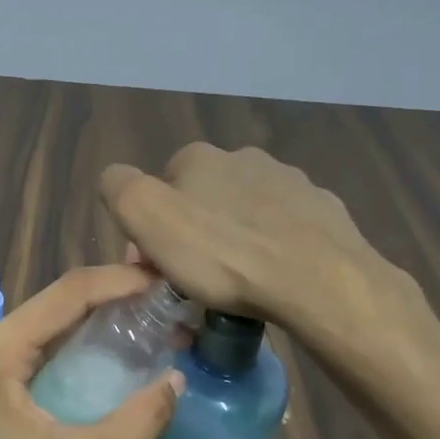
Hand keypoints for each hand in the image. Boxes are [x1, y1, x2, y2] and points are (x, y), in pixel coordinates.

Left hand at [0, 265, 182, 438]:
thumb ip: (141, 419)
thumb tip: (176, 378)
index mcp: (1, 351)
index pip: (68, 293)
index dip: (121, 281)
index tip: (167, 283)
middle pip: (62, 296)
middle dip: (116, 289)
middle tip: (169, 292)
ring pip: (58, 314)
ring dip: (105, 308)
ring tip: (156, 309)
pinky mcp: (4, 375)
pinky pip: (53, 338)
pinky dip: (90, 333)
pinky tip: (125, 338)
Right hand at [100, 143, 424, 331]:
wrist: (316, 279)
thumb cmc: (222, 254)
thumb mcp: (147, 218)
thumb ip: (120, 188)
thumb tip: (117, 180)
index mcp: (198, 158)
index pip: (158, 187)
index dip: (152, 228)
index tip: (157, 267)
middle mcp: (243, 157)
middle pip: (202, 197)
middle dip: (194, 231)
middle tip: (195, 279)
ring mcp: (289, 180)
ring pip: (244, 210)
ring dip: (234, 236)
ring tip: (238, 281)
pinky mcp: (321, 208)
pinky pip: (284, 226)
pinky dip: (273, 244)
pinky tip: (274, 274)